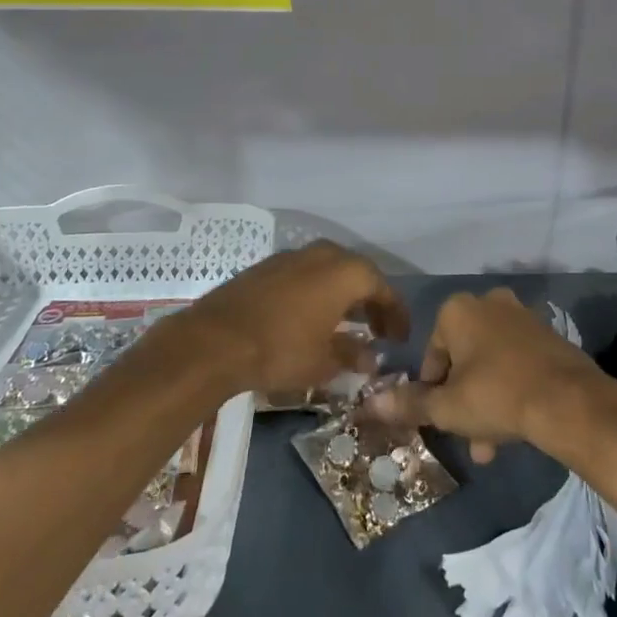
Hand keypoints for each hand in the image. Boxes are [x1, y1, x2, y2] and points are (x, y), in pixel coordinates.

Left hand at [182, 241, 406, 395]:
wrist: (216, 339)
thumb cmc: (282, 349)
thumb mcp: (324, 361)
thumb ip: (353, 355)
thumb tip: (371, 358)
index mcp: (346, 272)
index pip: (383, 289)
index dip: (396, 314)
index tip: (400, 337)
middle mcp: (323, 254)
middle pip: (357, 274)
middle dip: (370, 301)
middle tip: (377, 329)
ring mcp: (292, 256)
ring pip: (329, 271)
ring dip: (343, 295)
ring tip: (347, 324)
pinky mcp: (267, 266)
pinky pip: (305, 275)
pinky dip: (317, 292)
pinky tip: (312, 317)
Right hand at [367, 288, 605, 462]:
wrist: (569, 401)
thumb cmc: (497, 396)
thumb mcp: (447, 407)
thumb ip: (409, 403)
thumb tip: (370, 402)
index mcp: (458, 310)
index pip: (431, 353)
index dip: (431, 389)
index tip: (440, 417)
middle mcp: (489, 302)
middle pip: (463, 358)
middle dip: (461, 400)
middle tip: (465, 435)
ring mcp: (522, 316)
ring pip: (490, 363)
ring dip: (484, 401)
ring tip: (490, 446)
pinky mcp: (548, 334)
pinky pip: (517, 362)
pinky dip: (510, 389)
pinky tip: (515, 427)